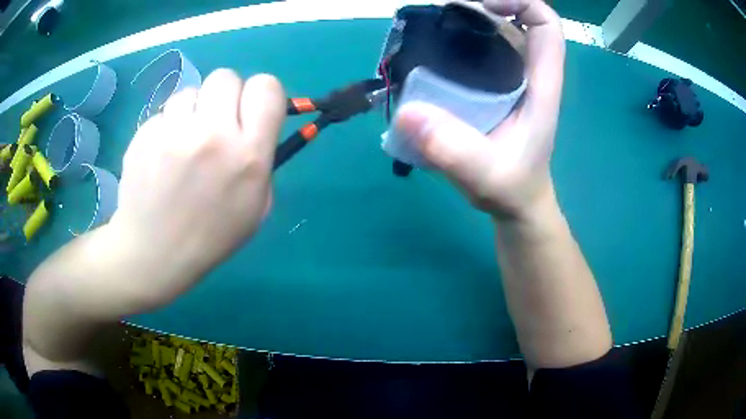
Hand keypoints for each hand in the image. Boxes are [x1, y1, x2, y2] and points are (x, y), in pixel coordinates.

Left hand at [112, 70, 285, 303]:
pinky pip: (163, 113)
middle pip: (226, 77)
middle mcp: (213, 135)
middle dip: (224, 97)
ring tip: (182, 143)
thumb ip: (262, 160)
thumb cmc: (210, 237)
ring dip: (191, 112)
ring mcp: (173, 133)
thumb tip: (257, 126)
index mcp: (248, 156)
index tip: (250, 110)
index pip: (267, 87)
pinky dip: (166, 128)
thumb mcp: (256, 207)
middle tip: (214, 124)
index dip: (261, 94)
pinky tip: (160, 156)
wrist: (154, 254)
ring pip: (191, 92)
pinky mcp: (145, 135)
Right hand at [396, 0, 564, 219]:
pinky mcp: (492, 88)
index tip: (482, 6)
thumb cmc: (511, 188)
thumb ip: (454, 150)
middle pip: (513, 20)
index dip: (520, 3)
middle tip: (438, 19)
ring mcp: (510, 79)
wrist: (515, 204)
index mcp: (540, 84)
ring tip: (426, 32)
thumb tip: (407, 114)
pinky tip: (427, 55)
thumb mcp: (485, 175)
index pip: (545, 25)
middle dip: (479, 9)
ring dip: (463, 24)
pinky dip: (454, 43)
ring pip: (493, 33)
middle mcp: (527, 73)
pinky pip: (476, 52)